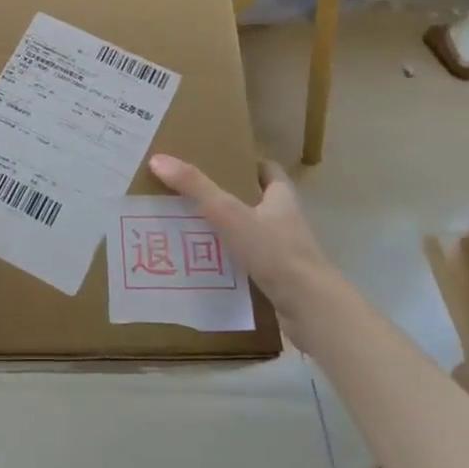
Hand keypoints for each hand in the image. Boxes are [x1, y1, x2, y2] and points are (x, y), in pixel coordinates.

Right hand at [148, 154, 340, 310]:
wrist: (309, 308)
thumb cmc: (274, 252)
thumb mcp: (228, 213)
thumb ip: (195, 187)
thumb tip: (158, 159)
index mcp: (282, 198)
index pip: (268, 171)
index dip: (247, 163)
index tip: (219, 162)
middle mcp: (286, 222)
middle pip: (256, 202)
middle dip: (228, 198)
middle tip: (191, 195)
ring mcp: (284, 253)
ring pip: (250, 235)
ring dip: (226, 232)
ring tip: (189, 230)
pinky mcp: (278, 281)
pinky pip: (248, 265)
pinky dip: (228, 263)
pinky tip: (203, 266)